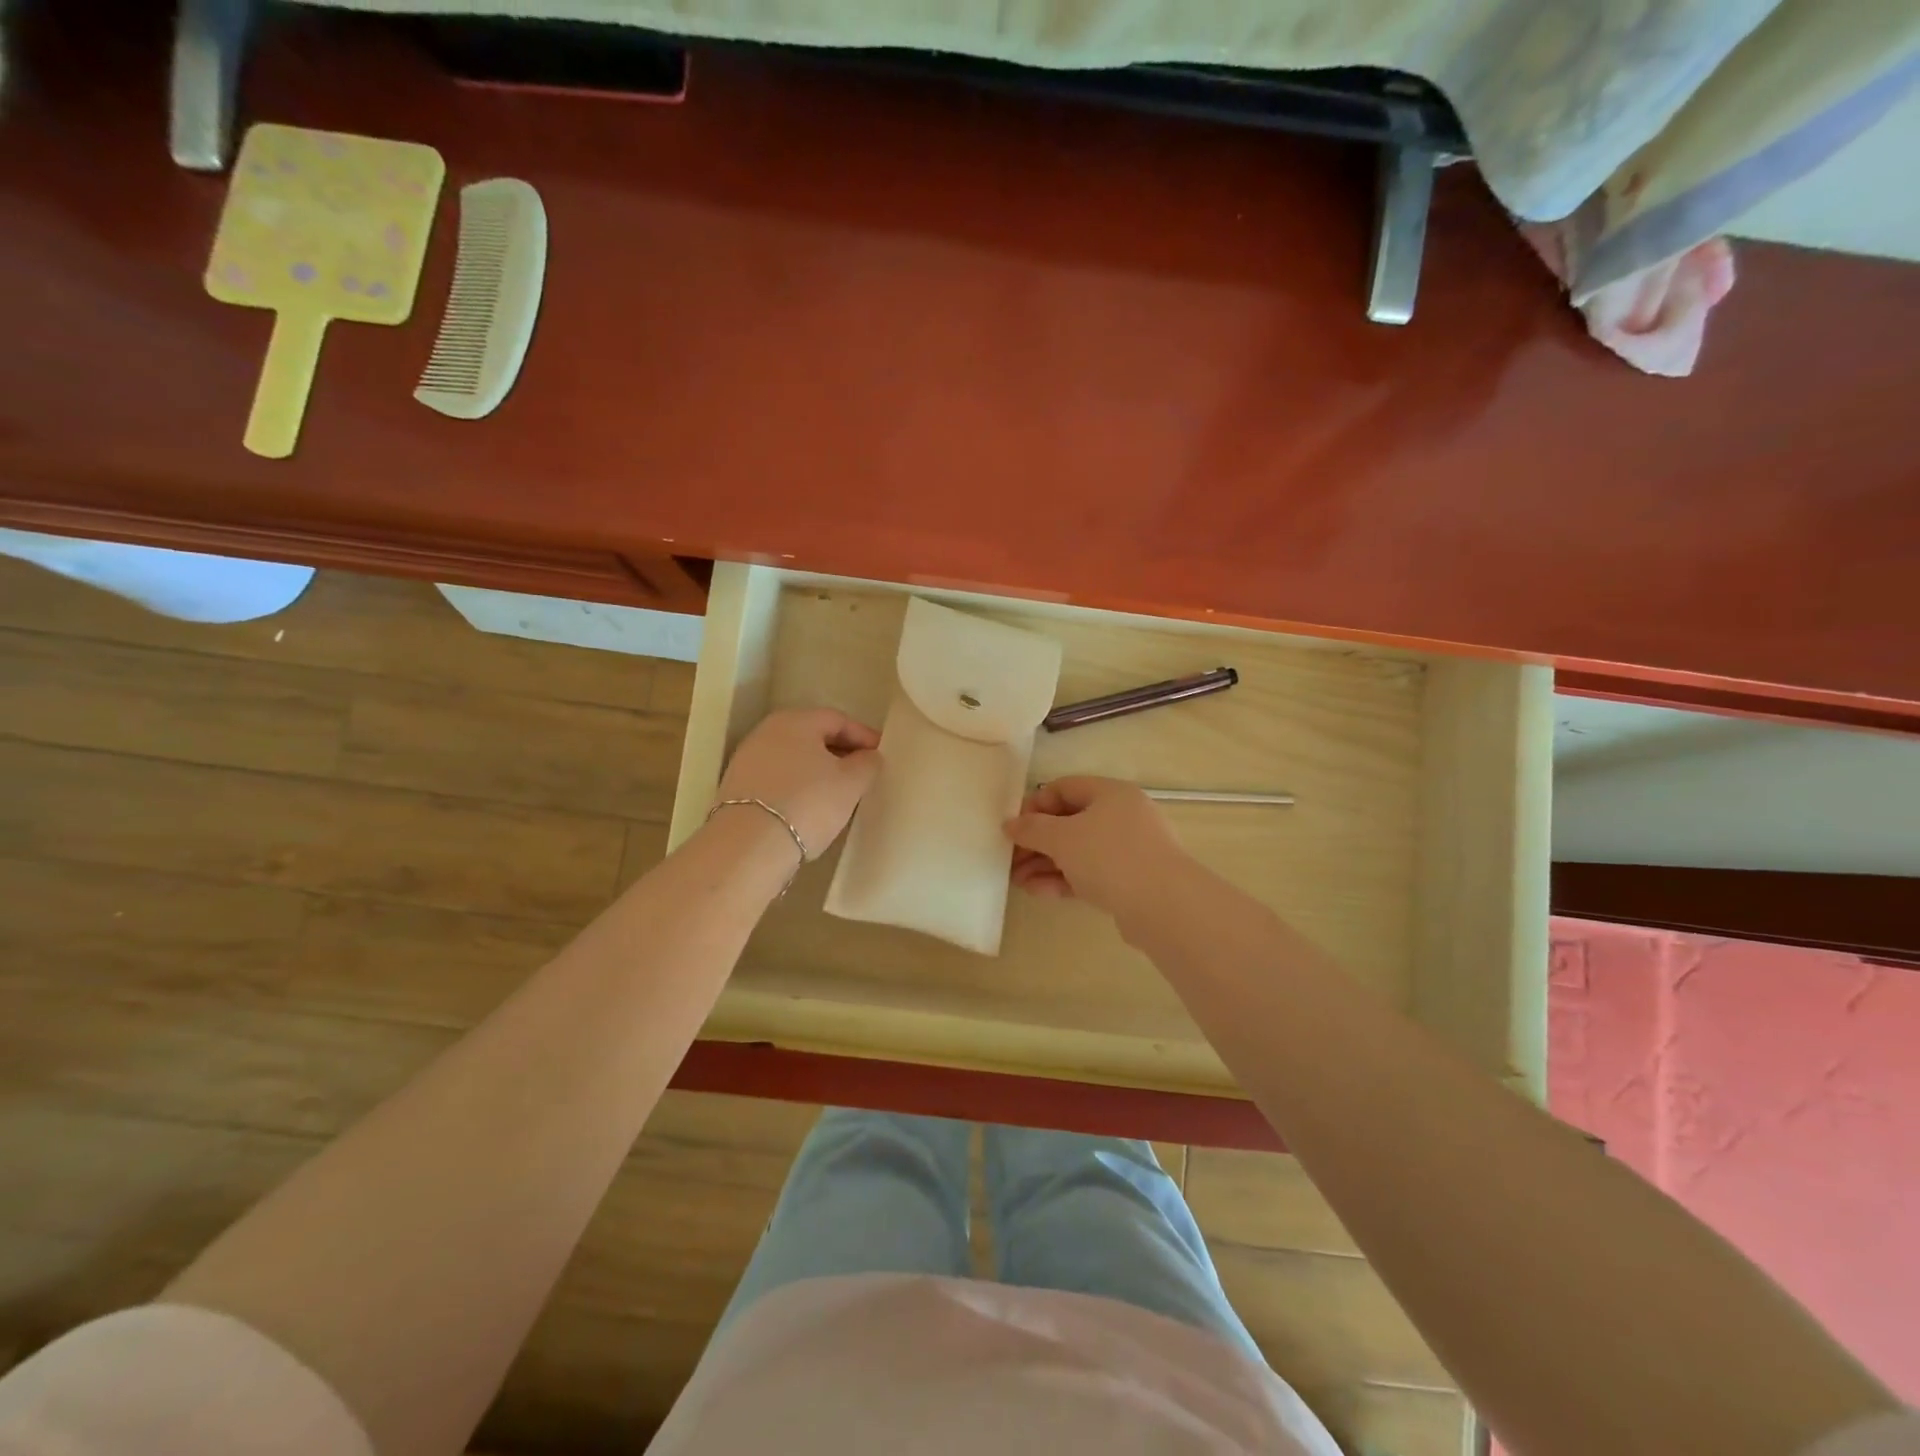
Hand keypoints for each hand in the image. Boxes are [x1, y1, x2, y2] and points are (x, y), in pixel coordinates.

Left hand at [715, 708, 880, 858]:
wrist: (749, 846)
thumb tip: (868, 756)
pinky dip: (797, 785)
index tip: (881, 754)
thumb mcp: (851, 783)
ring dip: (817, 770)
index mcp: (795, 721)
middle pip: (812, 736)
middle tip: (862, 771)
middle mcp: (766, 732)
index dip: (863, 735)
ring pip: (793, 758)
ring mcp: (746, 759)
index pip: (837, 719)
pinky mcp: (736, 788)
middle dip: (839, 751)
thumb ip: (867, 763)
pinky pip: (777, 778)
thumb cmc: (808, 803)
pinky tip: (808, 806)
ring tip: (837, 792)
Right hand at [1004, 777, 1188, 914]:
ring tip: (1018, 881)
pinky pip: (1090, 873)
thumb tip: (1010, 824)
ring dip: (1046, 864)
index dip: (1035, 805)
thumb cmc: (1110, 857)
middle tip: (1011, 859)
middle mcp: (1122, 816)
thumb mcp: (1062, 838)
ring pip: (1078, 851)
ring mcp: (1129, 850)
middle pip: (1070, 822)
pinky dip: (1064, 879)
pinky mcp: (1130, 881)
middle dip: (1037, 841)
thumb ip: (1032, 829)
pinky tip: (1039, 892)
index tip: (1014, 827)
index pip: (1064, 788)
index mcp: (1111, 793)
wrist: (1164, 906)